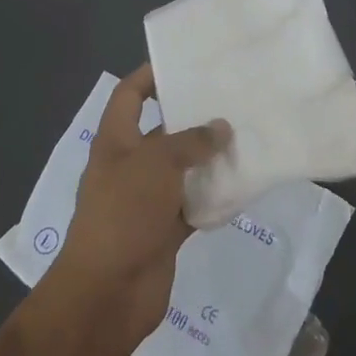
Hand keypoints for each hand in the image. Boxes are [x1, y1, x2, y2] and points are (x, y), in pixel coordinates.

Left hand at [51, 63, 228, 344]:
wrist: (107, 293)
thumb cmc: (123, 214)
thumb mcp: (156, 164)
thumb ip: (191, 142)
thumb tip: (221, 127)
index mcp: (116, 141)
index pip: (129, 94)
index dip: (151, 75)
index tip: (187, 62)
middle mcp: (130, 165)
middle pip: (163, 130)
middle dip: (194, 117)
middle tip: (234, 99)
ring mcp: (147, 199)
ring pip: (183, 168)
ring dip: (209, 158)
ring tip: (248, 135)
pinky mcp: (164, 229)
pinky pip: (193, 203)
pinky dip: (213, 195)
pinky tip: (244, 183)